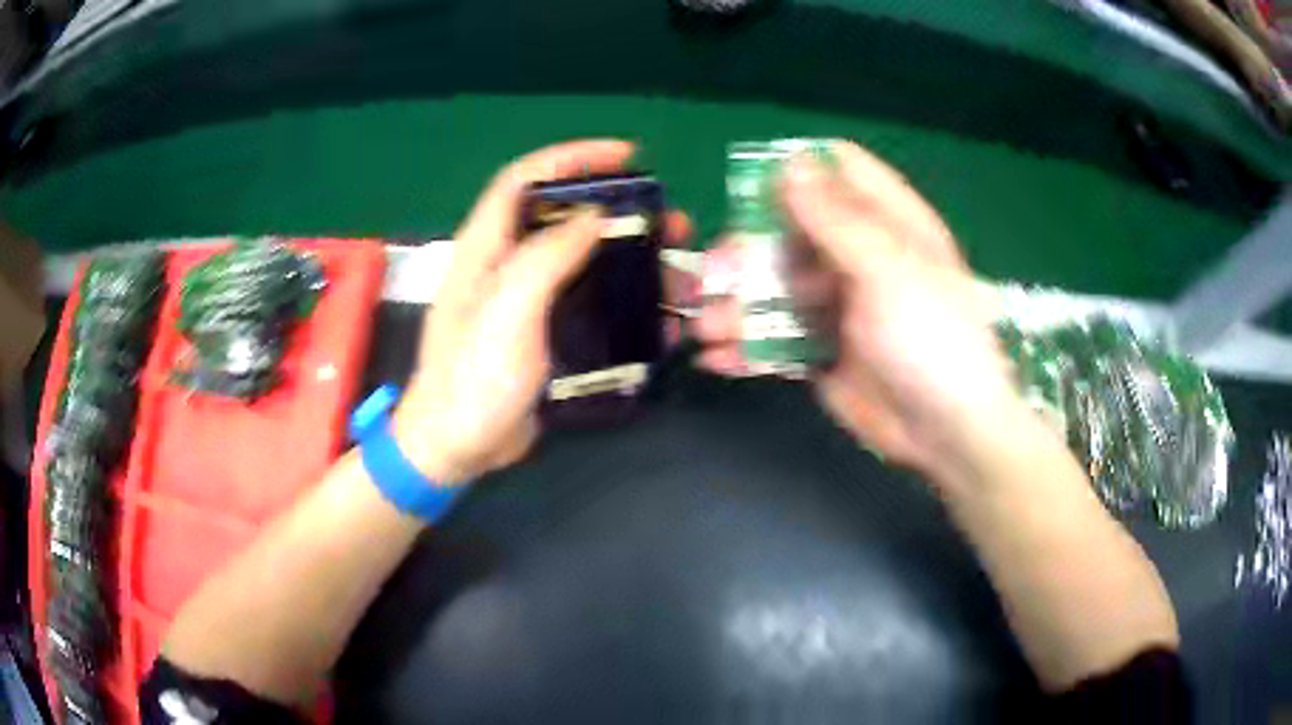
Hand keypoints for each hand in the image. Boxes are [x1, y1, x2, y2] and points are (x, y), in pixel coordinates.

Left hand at [395, 140, 690, 483]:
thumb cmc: (472, 378)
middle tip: (671, 225)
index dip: (573, 158)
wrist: (457, 447)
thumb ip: (546, 257)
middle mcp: (508, 265)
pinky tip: (661, 322)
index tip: (627, 157)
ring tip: (680, 276)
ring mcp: (529, 302)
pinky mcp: (546, 336)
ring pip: (588, 264)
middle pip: (567, 219)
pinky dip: (628, 307)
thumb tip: (594, 217)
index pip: (527, 178)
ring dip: (635, 263)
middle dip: (623, 214)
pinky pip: (593, 307)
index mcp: (488, 247)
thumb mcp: (506, 311)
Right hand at [696, 141, 1023, 485]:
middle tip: (714, 274)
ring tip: (705, 329)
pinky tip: (717, 359)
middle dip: (748, 249)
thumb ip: (836, 218)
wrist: (946, 431)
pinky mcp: (822, 350)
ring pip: (775, 288)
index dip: (798, 170)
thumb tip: (789, 162)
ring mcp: (839, 305)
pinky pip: (775, 338)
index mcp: (887, 222)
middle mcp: (859, 255)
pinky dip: (746, 347)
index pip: (841, 170)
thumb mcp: (887, 270)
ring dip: (736, 304)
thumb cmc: (931, 337)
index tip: (754, 188)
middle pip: (792, 231)